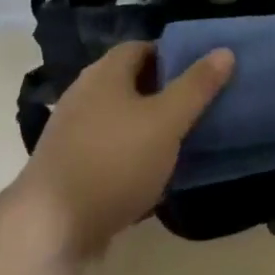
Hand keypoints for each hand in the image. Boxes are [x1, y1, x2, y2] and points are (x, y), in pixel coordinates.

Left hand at [14, 41, 233, 262]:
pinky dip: (130, 152)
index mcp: (105, 72)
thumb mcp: (167, 121)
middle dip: (163, 91)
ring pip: (119, 116)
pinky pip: (107, 146)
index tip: (201, 73)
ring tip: (180, 140)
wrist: (50, 227)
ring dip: (147, 125)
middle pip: (129, 81)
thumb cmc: (115, 161)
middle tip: (197, 106)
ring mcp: (71, 130)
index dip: (172, 55)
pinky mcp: (68, 165)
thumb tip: (224, 51)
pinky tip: (150, 173)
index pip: (141, 47)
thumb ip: (196, 87)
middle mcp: (84, 93)